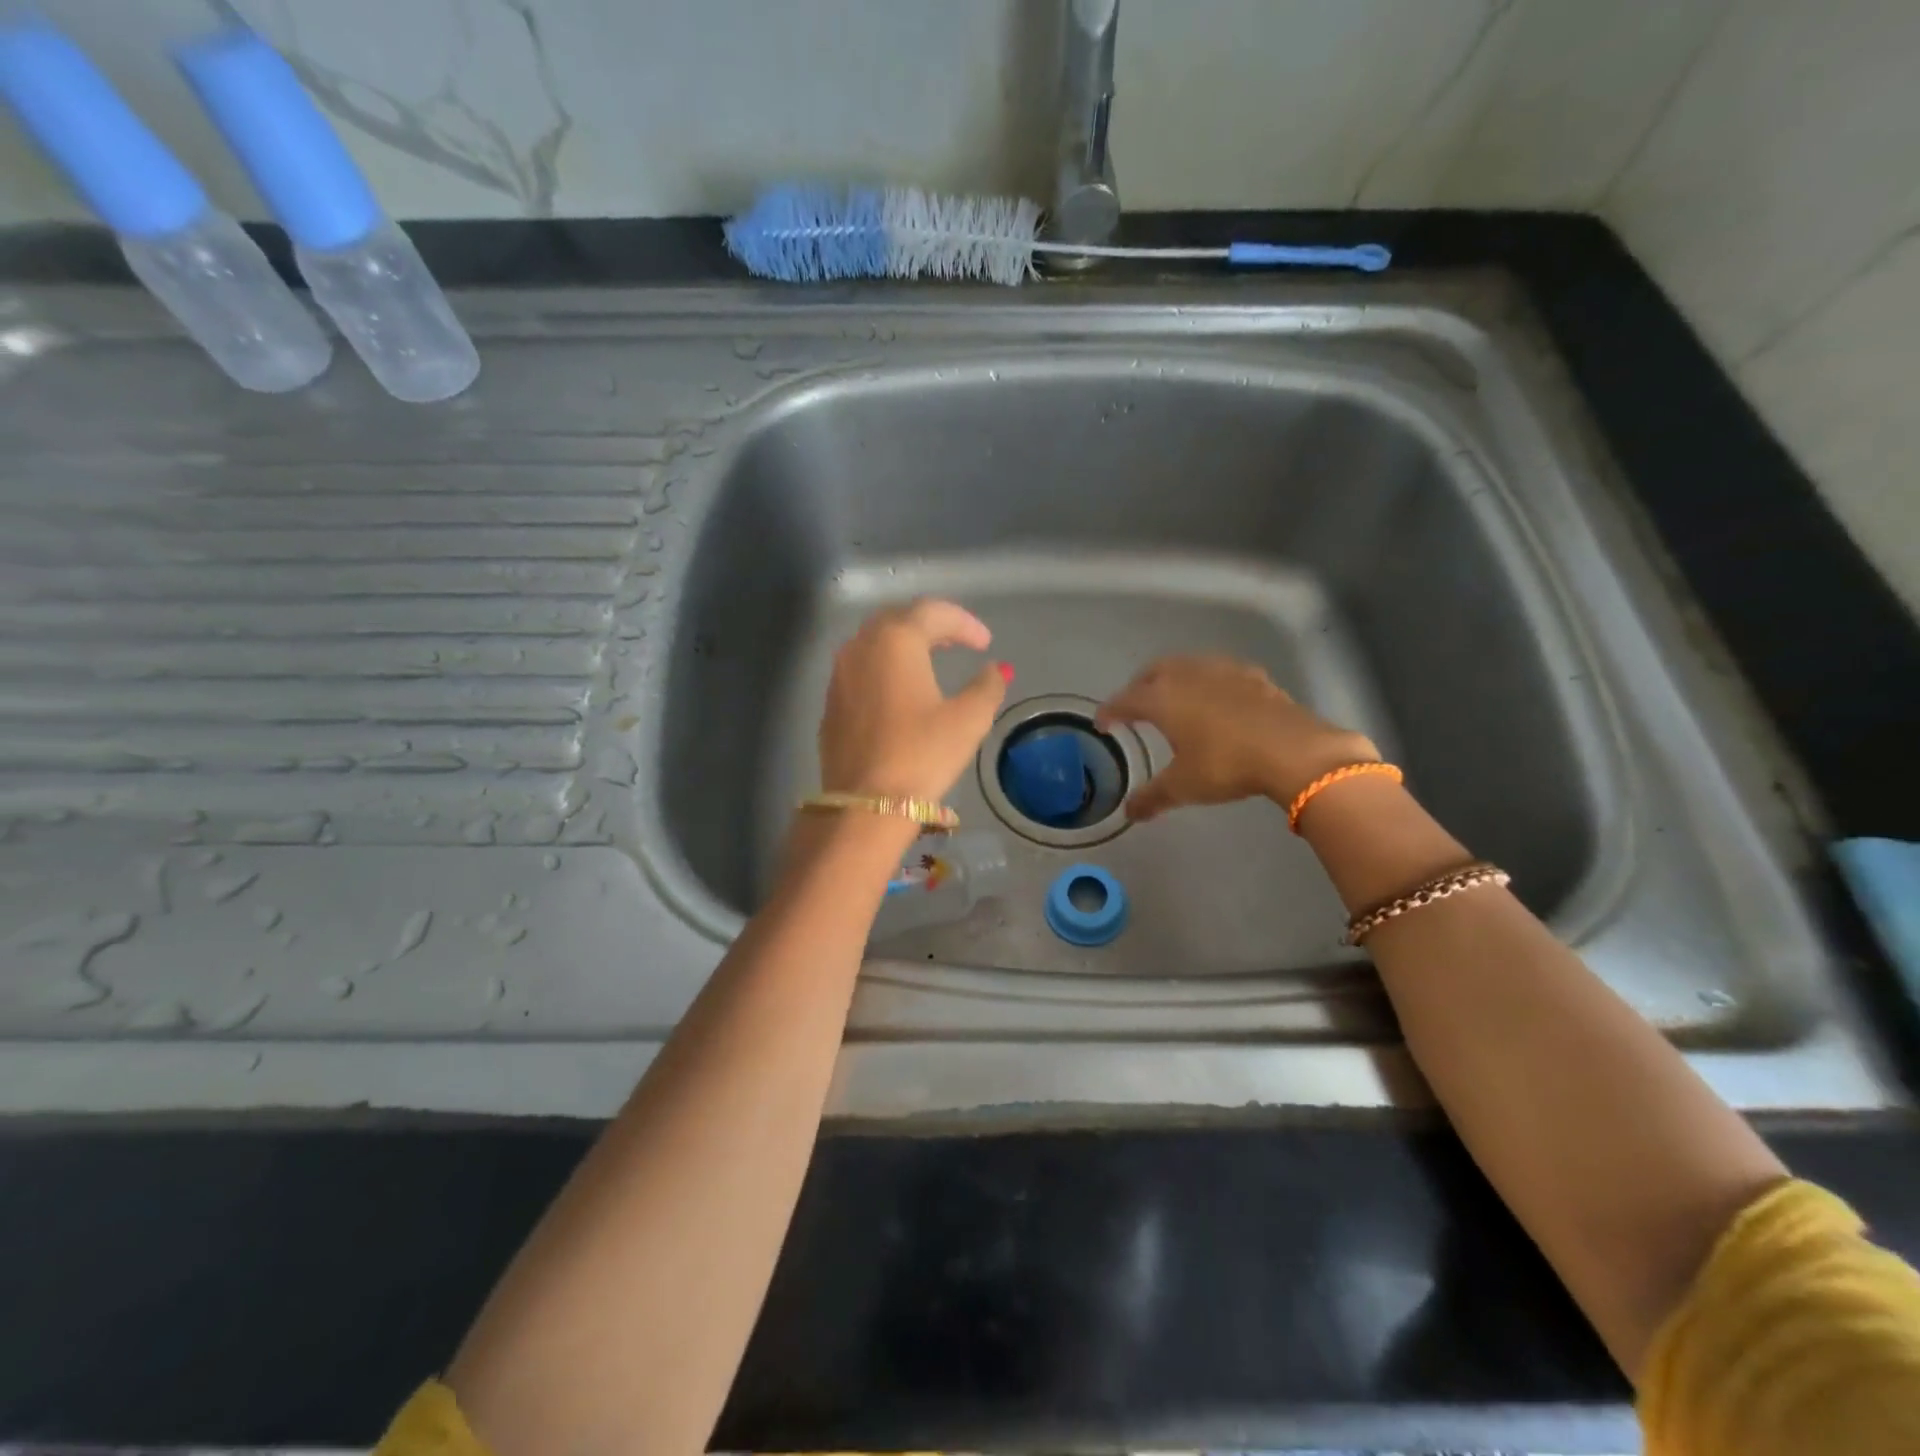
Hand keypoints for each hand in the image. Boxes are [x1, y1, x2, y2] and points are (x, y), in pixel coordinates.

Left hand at [819, 598, 1010, 803]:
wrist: (865, 805)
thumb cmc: (921, 755)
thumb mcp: (968, 720)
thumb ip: (988, 686)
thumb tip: (997, 670)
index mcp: (896, 641)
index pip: (933, 612)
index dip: (964, 623)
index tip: (985, 643)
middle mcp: (861, 647)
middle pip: (898, 619)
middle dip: (931, 625)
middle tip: (957, 642)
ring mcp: (839, 674)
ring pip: (874, 642)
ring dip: (905, 644)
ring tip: (930, 661)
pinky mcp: (831, 702)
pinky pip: (861, 669)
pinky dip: (885, 668)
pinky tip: (900, 691)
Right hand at [1095, 656, 1378, 821]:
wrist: (1293, 750)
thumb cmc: (1226, 765)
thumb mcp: (1183, 787)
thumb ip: (1152, 798)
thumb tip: (1130, 814)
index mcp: (1162, 699)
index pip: (1125, 700)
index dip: (1110, 712)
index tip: (1102, 725)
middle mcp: (1187, 675)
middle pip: (1152, 672)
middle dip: (1138, 687)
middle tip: (1135, 707)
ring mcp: (1221, 670)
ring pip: (1186, 665)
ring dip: (1172, 678)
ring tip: (1173, 699)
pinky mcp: (1252, 675)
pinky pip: (1217, 671)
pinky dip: (1206, 681)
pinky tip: (1215, 697)